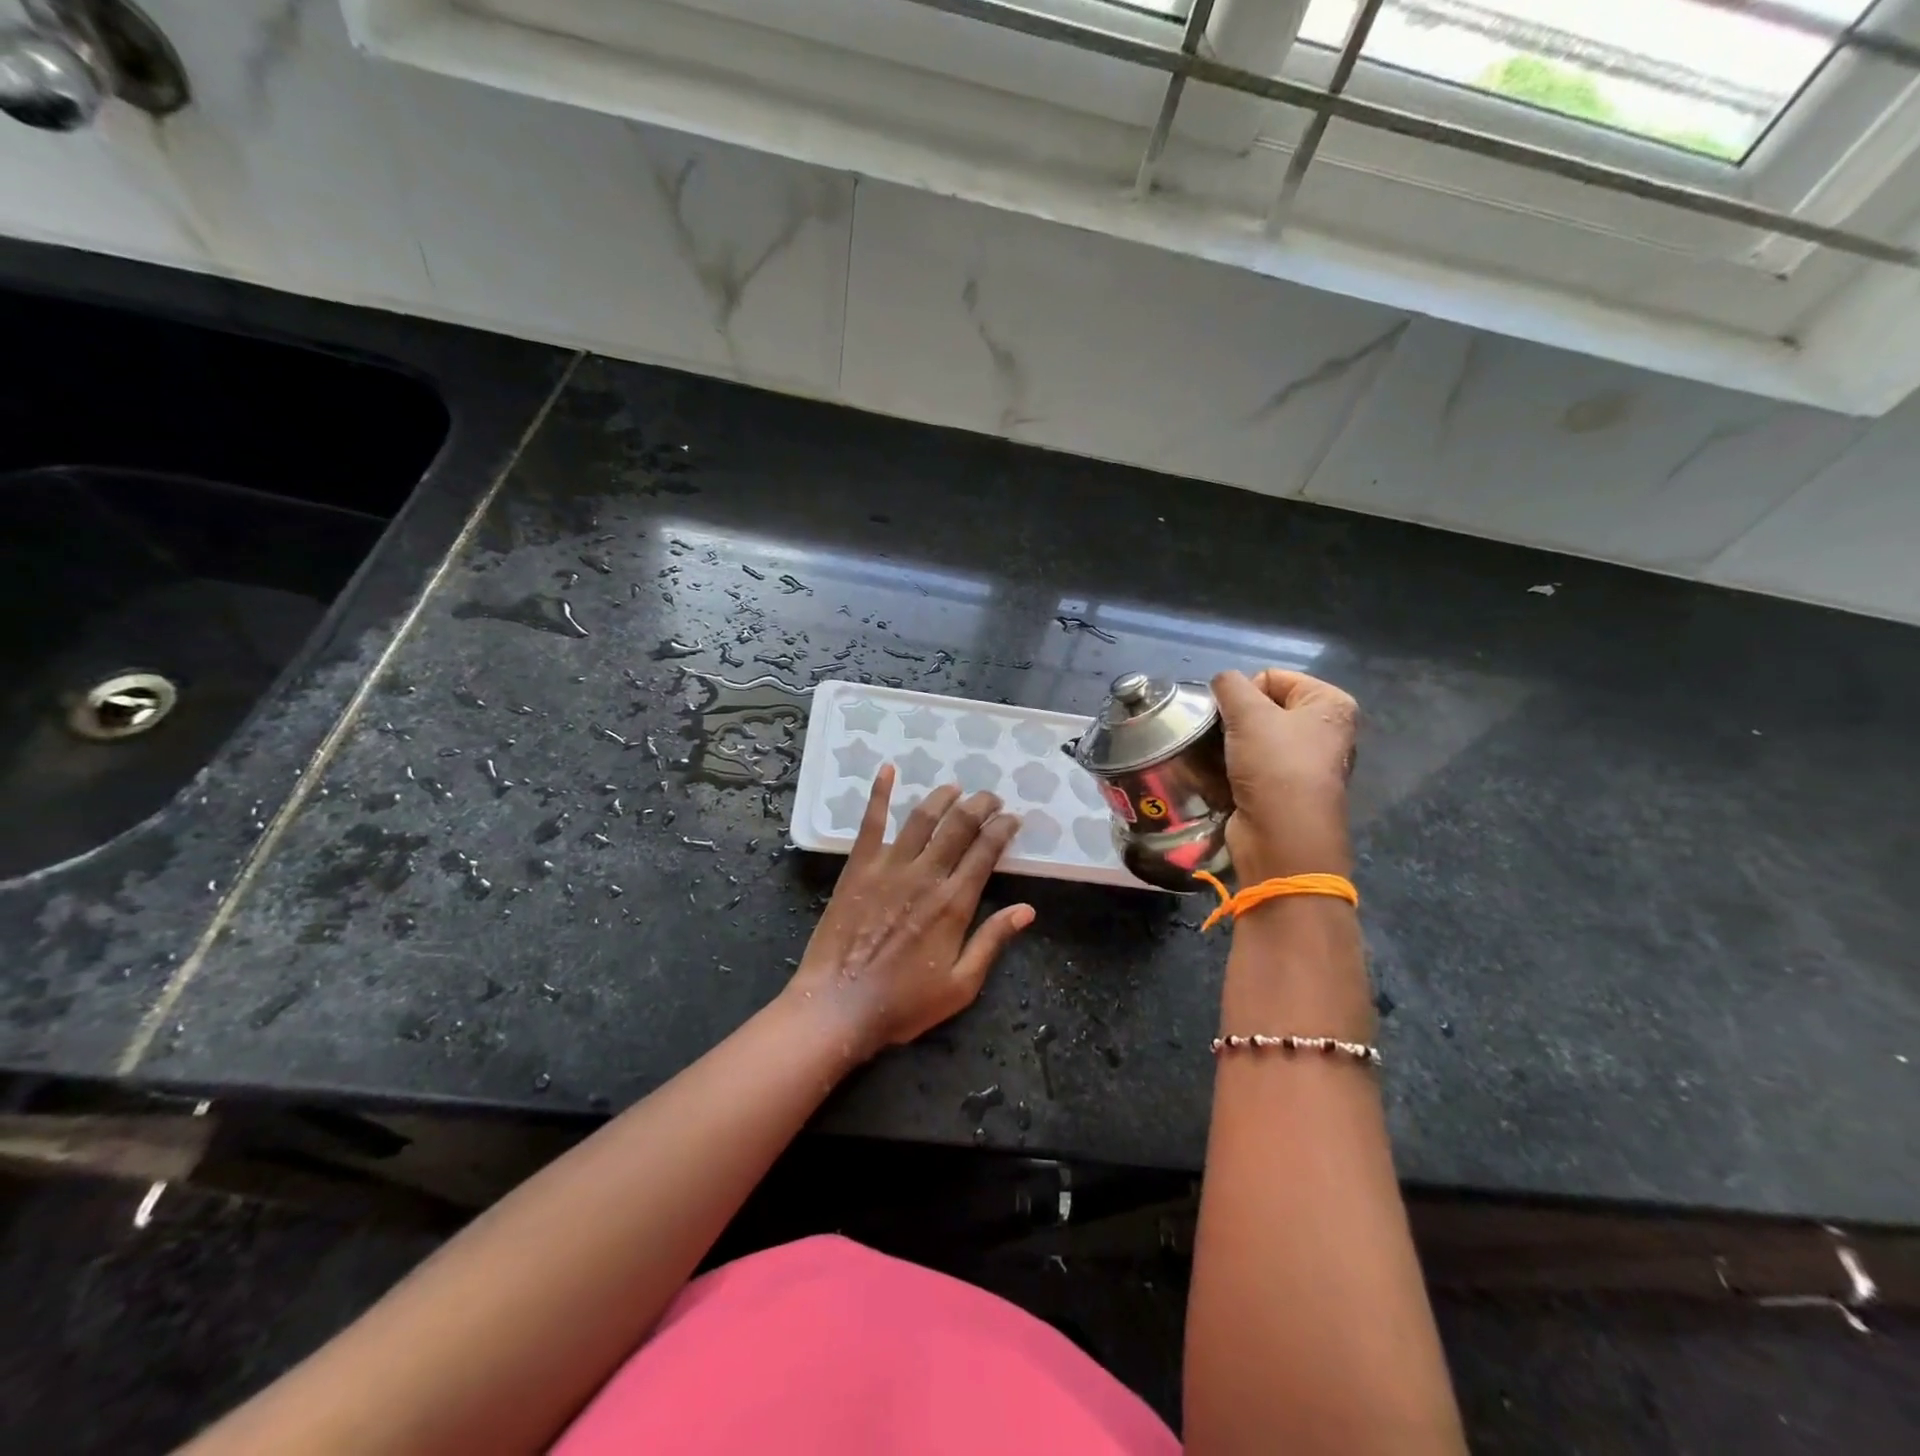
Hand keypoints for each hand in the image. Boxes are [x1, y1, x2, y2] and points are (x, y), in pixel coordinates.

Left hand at [786, 766, 1033, 1058]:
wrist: (838, 1006)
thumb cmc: (903, 1002)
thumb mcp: (961, 985)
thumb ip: (993, 941)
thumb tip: (1027, 910)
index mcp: (954, 903)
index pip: (986, 851)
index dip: (1003, 829)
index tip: (1013, 819)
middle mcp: (925, 875)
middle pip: (959, 825)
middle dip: (980, 805)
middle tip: (991, 798)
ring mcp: (889, 866)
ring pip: (922, 817)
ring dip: (942, 796)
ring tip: (955, 787)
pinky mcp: (858, 867)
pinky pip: (871, 822)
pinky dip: (879, 793)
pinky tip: (887, 770)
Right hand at [1211, 668, 1358, 882]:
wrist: (1281, 839)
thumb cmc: (1274, 767)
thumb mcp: (1248, 713)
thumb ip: (1229, 685)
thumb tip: (1222, 684)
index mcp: (1330, 704)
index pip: (1272, 677)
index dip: (1245, 693)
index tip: (1234, 717)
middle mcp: (1324, 731)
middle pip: (1263, 708)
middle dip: (1235, 720)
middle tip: (1221, 738)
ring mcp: (1305, 764)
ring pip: (1252, 738)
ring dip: (1229, 746)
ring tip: (1217, 759)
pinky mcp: (1284, 791)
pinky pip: (1250, 766)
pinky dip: (1232, 769)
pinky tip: (1220, 778)